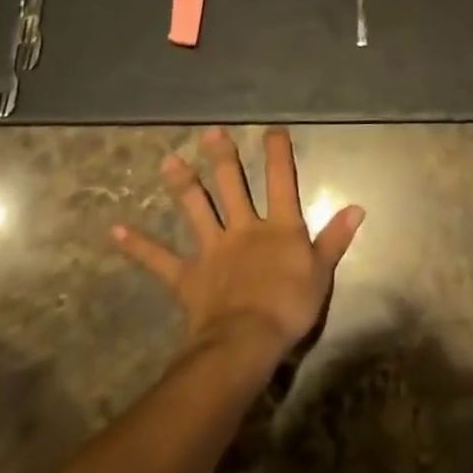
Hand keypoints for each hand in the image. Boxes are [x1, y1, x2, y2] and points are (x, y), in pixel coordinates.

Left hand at [113, 127, 363, 363]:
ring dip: (183, 185)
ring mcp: (213, 249)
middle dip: (222, 157)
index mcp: (279, 226)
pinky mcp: (188, 276)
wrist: (245, 343)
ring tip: (168, 161)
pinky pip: (159, 259)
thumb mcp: (321, 273)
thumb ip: (336, 238)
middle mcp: (244, 228)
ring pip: (196, 209)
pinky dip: (137, 245)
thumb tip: (358, 206)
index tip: (272, 129)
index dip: (277, 153)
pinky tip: (114, 231)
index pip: (280, 181)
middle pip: (232, 186)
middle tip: (209, 132)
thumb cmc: (289, 307)